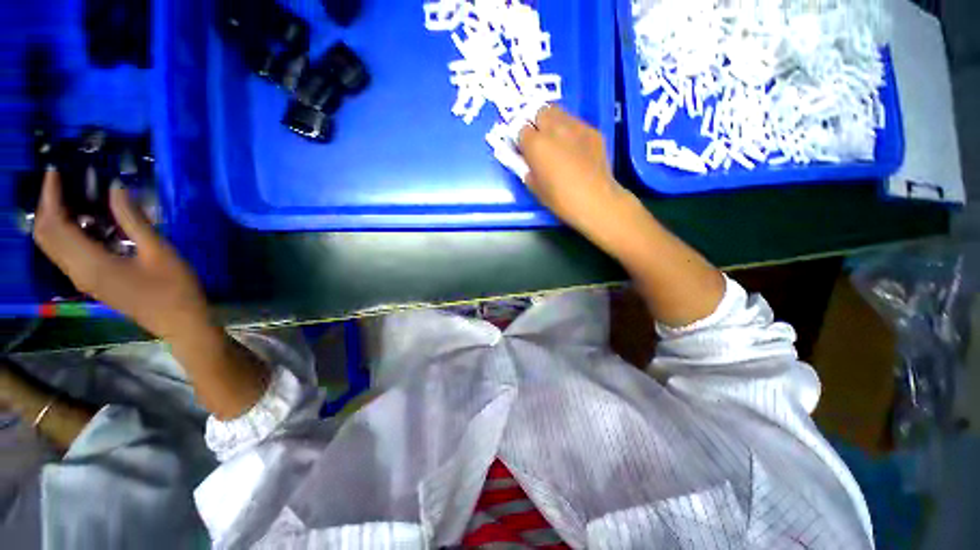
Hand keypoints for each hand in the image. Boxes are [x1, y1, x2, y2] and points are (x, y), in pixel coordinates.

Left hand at [33, 170, 210, 341]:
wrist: (180, 322)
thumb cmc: (174, 288)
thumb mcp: (159, 252)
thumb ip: (134, 220)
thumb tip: (115, 187)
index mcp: (90, 263)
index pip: (55, 224)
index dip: (51, 195)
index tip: (56, 171)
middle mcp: (77, 271)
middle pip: (45, 235)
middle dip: (47, 205)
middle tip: (62, 182)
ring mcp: (83, 278)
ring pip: (53, 245)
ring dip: (55, 218)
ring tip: (73, 197)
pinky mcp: (91, 281)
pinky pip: (66, 253)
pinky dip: (67, 232)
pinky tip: (87, 223)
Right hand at [517, 106, 626, 229]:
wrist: (594, 199)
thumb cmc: (559, 198)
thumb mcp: (534, 187)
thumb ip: (526, 168)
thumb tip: (526, 160)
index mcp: (535, 144)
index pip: (520, 129)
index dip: (521, 139)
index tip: (523, 149)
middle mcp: (554, 128)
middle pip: (540, 111)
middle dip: (536, 123)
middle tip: (539, 140)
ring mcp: (576, 126)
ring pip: (559, 112)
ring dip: (554, 123)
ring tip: (557, 140)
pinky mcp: (593, 130)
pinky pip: (577, 124)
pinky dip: (571, 131)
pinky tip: (576, 148)